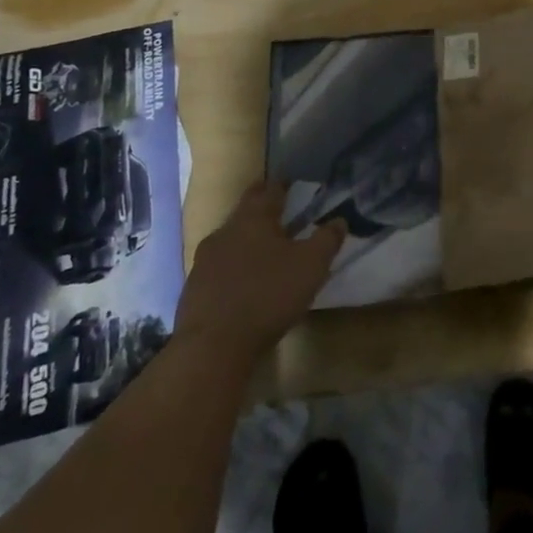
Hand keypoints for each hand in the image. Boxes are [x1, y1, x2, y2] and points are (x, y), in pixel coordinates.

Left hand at [175, 181, 344, 362]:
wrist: (212, 347)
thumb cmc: (268, 295)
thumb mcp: (311, 266)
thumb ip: (327, 239)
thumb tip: (339, 220)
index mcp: (254, 217)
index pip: (270, 190)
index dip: (283, 185)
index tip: (293, 185)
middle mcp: (225, 230)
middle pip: (246, 210)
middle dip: (263, 208)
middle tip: (281, 211)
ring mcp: (204, 260)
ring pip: (230, 238)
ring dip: (247, 239)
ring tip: (264, 249)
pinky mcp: (194, 288)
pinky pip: (219, 266)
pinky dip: (233, 267)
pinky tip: (244, 282)